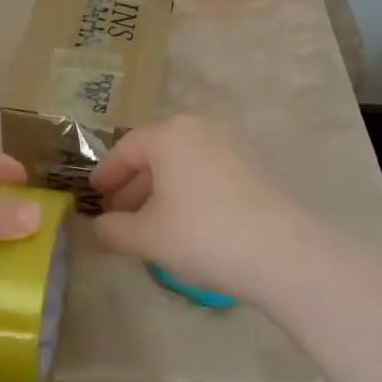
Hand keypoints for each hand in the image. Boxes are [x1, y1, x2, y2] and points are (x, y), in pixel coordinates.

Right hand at [88, 115, 326, 308]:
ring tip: (152, 223)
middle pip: (156, 153)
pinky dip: (191, 191)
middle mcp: (202, 128)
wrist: (287, 253)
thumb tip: (96, 228)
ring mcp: (236, 144)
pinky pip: (211, 171)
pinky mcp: (259, 166)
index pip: (126, 149)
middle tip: (119, 214)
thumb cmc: (204, 235)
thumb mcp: (147, 237)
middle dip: (134, 185)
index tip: (94, 195)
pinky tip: (189, 223)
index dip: (106, 174)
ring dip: (162, 190)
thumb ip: (112, 230)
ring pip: (185, 163)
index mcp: (170, 135)